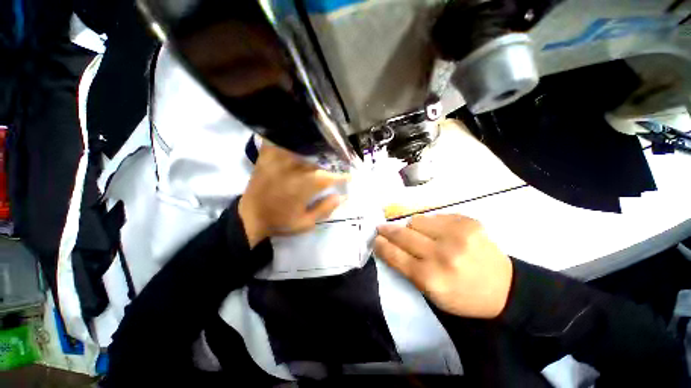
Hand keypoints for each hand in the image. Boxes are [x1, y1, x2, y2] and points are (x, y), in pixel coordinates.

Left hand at [239, 142, 348, 247]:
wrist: (250, 217)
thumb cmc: (280, 221)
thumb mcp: (305, 223)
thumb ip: (325, 209)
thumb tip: (341, 196)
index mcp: (305, 185)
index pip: (331, 175)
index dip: (343, 175)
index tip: (350, 175)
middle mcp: (295, 168)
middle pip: (319, 155)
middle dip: (333, 156)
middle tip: (340, 157)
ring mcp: (280, 159)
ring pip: (302, 144)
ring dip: (315, 143)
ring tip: (324, 142)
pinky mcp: (268, 155)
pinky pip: (280, 138)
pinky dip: (289, 135)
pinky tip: (296, 134)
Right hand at [375, 214, 512, 318]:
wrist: (504, 288)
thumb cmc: (462, 295)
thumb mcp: (430, 293)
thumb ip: (406, 268)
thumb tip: (388, 244)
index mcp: (431, 277)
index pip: (395, 255)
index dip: (381, 244)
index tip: (375, 238)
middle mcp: (442, 254)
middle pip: (403, 234)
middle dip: (389, 230)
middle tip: (382, 228)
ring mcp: (457, 234)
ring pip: (416, 220)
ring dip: (412, 227)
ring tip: (419, 234)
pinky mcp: (468, 222)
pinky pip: (436, 216)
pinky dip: (432, 224)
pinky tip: (440, 233)